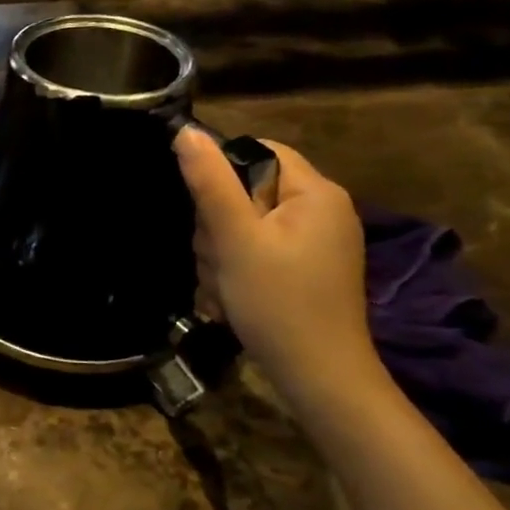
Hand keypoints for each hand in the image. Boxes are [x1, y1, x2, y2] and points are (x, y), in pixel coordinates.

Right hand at [174, 127, 380, 406]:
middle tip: (219, 261)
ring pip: (245, 226)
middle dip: (218, 227)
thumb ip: (210, 183)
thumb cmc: (277, 302)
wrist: (319, 378)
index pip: (258, 152)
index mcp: (316, 192)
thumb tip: (186, 131)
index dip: (221, 175)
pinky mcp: (306, 271)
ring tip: (224, 286)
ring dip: (221, 254)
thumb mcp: (235, 239)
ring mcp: (316, 244)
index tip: (206, 214)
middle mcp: (323, 211)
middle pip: (247, 192)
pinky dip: (238, 271)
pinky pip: (258, 252)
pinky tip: (231, 297)